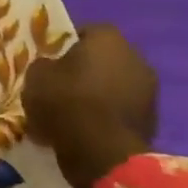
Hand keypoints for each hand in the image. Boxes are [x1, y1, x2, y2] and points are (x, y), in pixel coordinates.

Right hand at [21, 24, 159, 187]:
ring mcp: (149, 91)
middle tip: (58, 88)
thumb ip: (43, 66)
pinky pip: (119, 112)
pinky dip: (105, 118)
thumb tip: (50, 69)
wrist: (103, 155)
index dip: (63, 47)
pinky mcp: (152, 121)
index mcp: (108, 38)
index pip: (83, 32)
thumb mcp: (35, 77)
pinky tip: (85, 132)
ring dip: (95, 96)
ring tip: (70, 115)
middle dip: (82, 72)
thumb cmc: (67, 103)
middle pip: (101, 60)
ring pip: (112, 87)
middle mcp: (135, 57)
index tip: (48, 64)